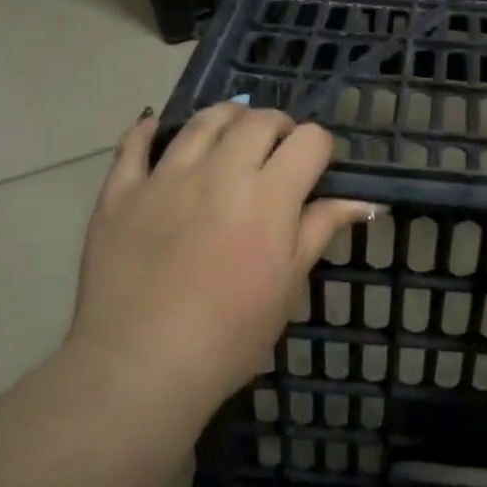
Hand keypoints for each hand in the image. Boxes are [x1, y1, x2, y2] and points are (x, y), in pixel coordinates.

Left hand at [68, 104, 372, 419]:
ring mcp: (166, 176)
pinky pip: (134, 145)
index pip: (309, 140)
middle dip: (278, 127)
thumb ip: (321, 229)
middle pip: (258, 119)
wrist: (140, 367)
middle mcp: (220, 170)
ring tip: (230, 138)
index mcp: (268, 194)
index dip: (319, 148)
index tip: (315, 170)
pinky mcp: (121, 192)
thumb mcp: (288, 284)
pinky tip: (156, 131)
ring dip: (227, 119)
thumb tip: (365, 202)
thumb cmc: (230, 334)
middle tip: (276, 154)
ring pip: (203, 120)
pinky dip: (148, 131)